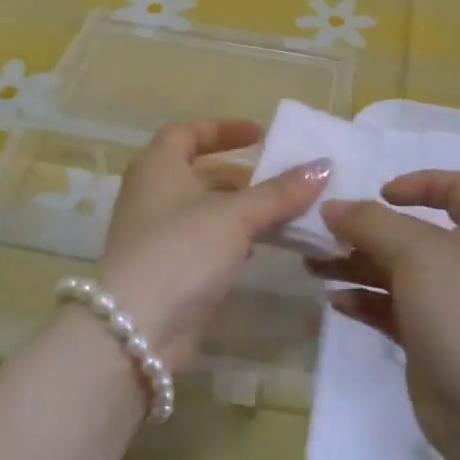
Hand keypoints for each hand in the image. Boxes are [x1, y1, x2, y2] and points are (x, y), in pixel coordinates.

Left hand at [96, 119, 329, 368]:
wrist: (135, 329)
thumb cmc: (181, 250)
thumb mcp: (235, 215)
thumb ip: (279, 192)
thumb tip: (323, 166)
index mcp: (158, 167)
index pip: (186, 133)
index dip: (222, 130)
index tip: (260, 135)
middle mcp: (153, 195)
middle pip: (201, 174)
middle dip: (243, 177)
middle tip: (285, 180)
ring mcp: (159, 236)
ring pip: (207, 212)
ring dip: (243, 211)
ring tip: (287, 213)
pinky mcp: (170, 271)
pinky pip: (206, 244)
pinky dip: (233, 240)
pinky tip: (263, 249)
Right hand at [313, 171, 459, 459]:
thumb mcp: (415, 252)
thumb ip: (369, 223)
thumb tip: (332, 208)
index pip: (458, 188)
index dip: (420, 182)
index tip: (381, 194)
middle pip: (413, 233)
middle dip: (367, 231)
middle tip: (323, 234)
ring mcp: (449, 304)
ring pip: (396, 272)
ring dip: (355, 265)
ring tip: (313, 267)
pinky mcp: (430, 340)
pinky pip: (391, 309)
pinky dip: (364, 300)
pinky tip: (334, 302)